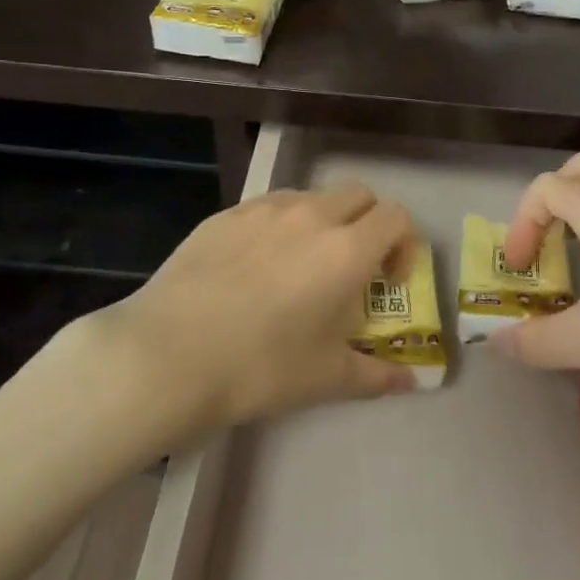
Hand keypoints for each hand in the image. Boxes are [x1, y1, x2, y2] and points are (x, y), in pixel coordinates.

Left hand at [97, 182, 418, 428]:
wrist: (168, 355)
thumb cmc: (260, 367)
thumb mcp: (326, 378)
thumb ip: (377, 375)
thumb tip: (411, 383)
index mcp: (346, 250)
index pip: (396, 216)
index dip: (403, 244)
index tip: (388, 280)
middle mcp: (311, 215)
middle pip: (359, 195)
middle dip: (368, 224)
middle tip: (352, 269)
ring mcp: (264, 209)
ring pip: (312, 197)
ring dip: (323, 222)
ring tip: (300, 268)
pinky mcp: (225, 214)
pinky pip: (268, 208)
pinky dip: (279, 227)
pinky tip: (254, 269)